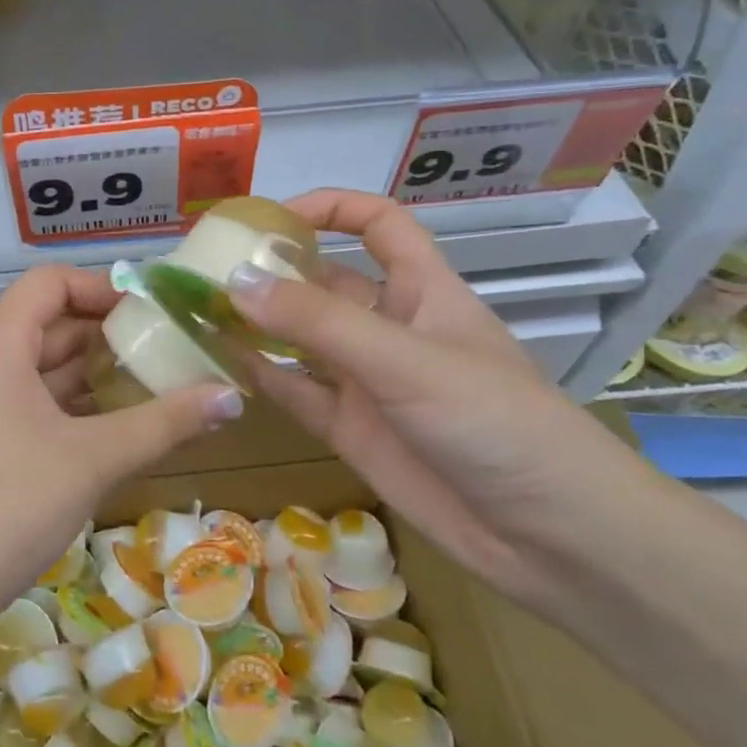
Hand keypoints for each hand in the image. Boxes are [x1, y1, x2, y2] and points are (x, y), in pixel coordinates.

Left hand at [0, 265, 241, 655]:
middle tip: (169, 349)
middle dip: (108, 334)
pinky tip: (113, 428)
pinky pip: (27, 403)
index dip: (102, 286)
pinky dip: (69, 406)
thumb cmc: (6, 507)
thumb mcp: (92, 461)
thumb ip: (163, 423)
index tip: (154, 310)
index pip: (49, 283)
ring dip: (92, 373)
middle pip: (47, 323)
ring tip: (154, 385)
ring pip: (39, 368)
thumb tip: (232, 397)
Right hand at [226, 189, 657, 603]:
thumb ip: (318, 322)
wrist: (550, 537)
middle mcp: (390, 328)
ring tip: (197, 311)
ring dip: (257, 324)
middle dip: (274, 272)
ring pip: (302, 339)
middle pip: (326, 282)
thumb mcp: (405, 360)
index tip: (269, 217)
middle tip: (206, 270)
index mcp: (423, 290)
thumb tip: (235, 281)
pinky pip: (297, 392)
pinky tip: (220, 363)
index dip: (330, 209)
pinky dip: (262, 376)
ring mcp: (369, 382)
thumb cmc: (494, 422)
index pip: (378, 225)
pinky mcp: (352, 430)